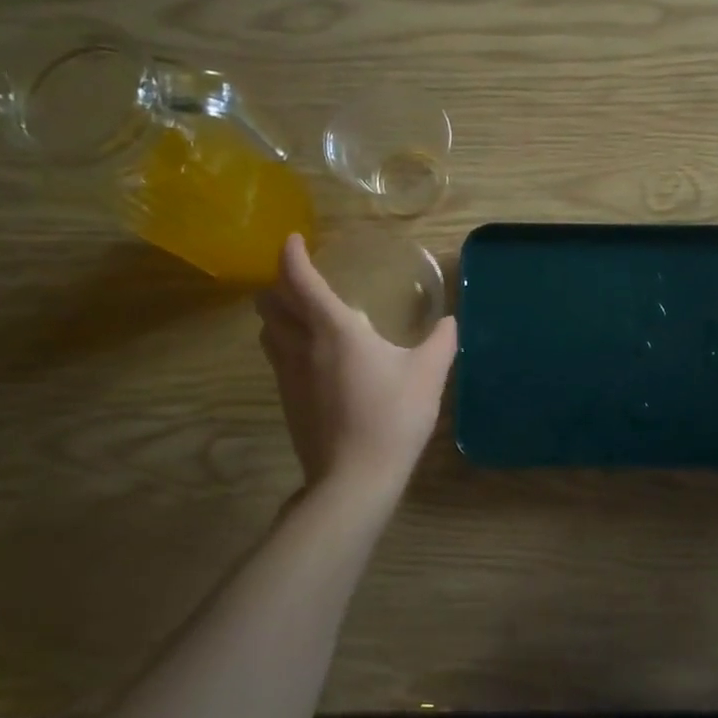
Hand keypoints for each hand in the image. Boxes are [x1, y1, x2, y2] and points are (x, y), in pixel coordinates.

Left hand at [255, 234, 457, 491]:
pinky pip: (276, 356)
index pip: (300, 281)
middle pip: (270, 303)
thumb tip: (450, 322)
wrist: (354, 477)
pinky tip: (312, 354)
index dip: (292, 255)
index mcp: (334, 330)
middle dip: (280, 282)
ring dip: (277, 313)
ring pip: (267, 331)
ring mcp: (289, 375)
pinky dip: (284, 340)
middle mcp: (302, 346)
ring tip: (302, 311)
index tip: (294, 239)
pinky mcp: (287, 400)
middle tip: (302, 277)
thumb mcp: (429, 375)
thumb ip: (442, 342)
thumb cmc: (393, 417)